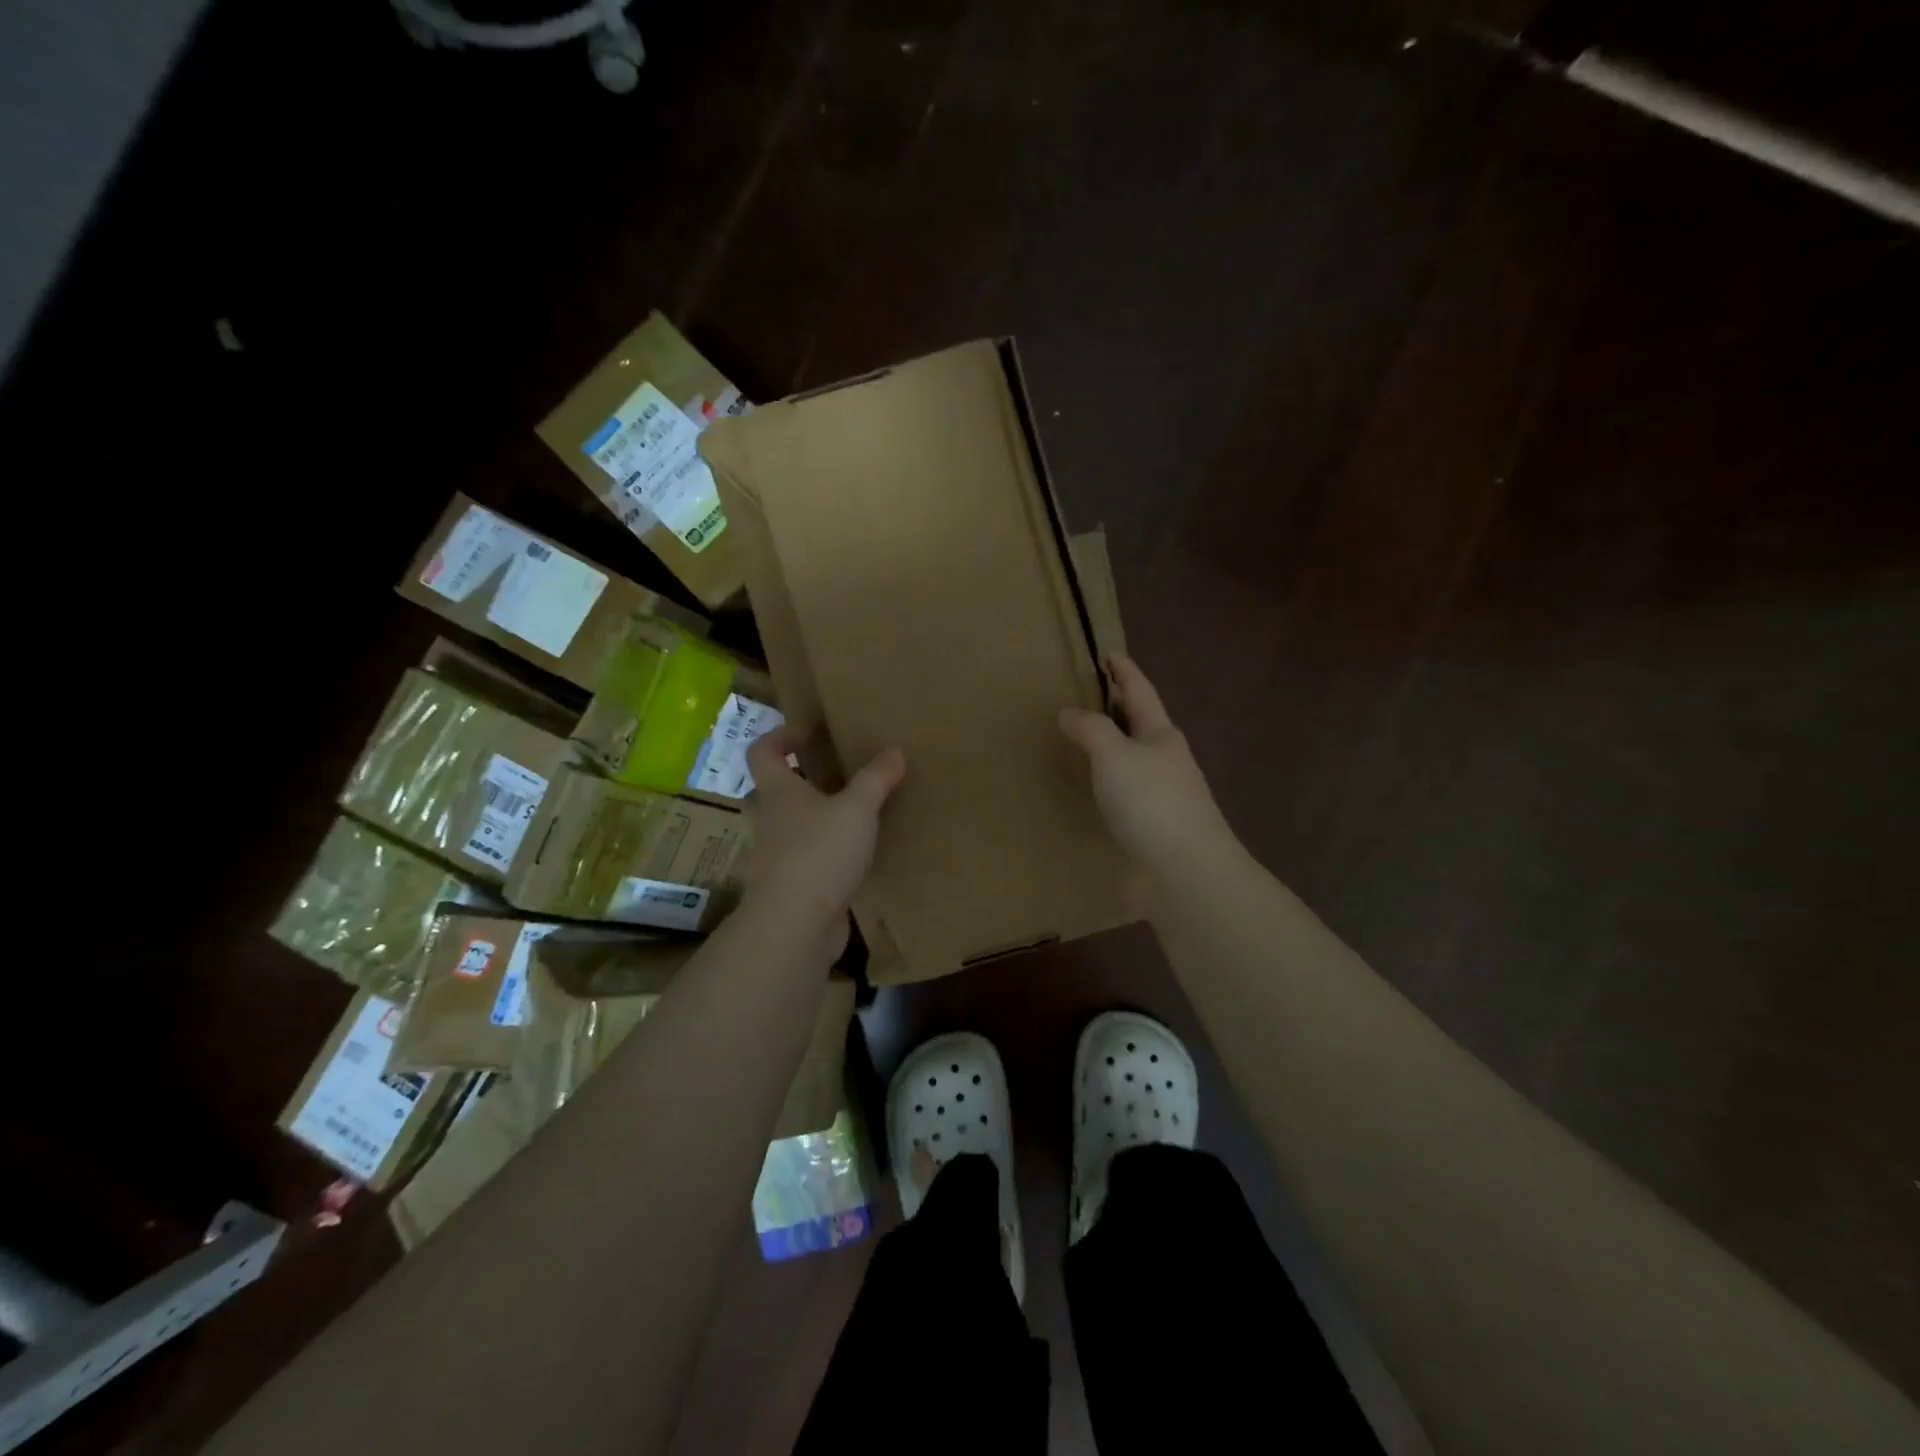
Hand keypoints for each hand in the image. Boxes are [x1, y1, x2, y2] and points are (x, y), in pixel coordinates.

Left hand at [744, 729, 905, 936]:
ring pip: (789, 828)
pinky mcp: (789, 888)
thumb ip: (875, 779)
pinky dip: (823, 854)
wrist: (795, 924)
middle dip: (799, 780)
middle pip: (774, 791)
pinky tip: (853, 857)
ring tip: (851, 816)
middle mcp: (769, 821)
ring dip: (813, 820)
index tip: (810, 733)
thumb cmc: (820, 852)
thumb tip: (894, 751)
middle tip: (835, 775)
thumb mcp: (857, 809)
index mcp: (777, 793)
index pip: (762, 752)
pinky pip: (804, 860)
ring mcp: (774, 857)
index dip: (780, 736)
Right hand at [1059, 654, 1229, 875]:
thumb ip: (1090, 730)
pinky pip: (1123, 796)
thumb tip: (1070, 713)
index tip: (1109, 653)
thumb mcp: (1114, 754)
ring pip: (1131, 763)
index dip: (1124, 671)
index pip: (1141, 692)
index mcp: (1162, 736)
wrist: (1183, 873)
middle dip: (1119, 709)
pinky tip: (1091, 793)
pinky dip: (1106, 785)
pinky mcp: (1151, 830)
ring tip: (1082, 743)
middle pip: (1140, 726)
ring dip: (1111, 750)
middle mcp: (1165, 762)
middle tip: (1090, 695)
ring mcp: (1162, 798)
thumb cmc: (1150, 802)